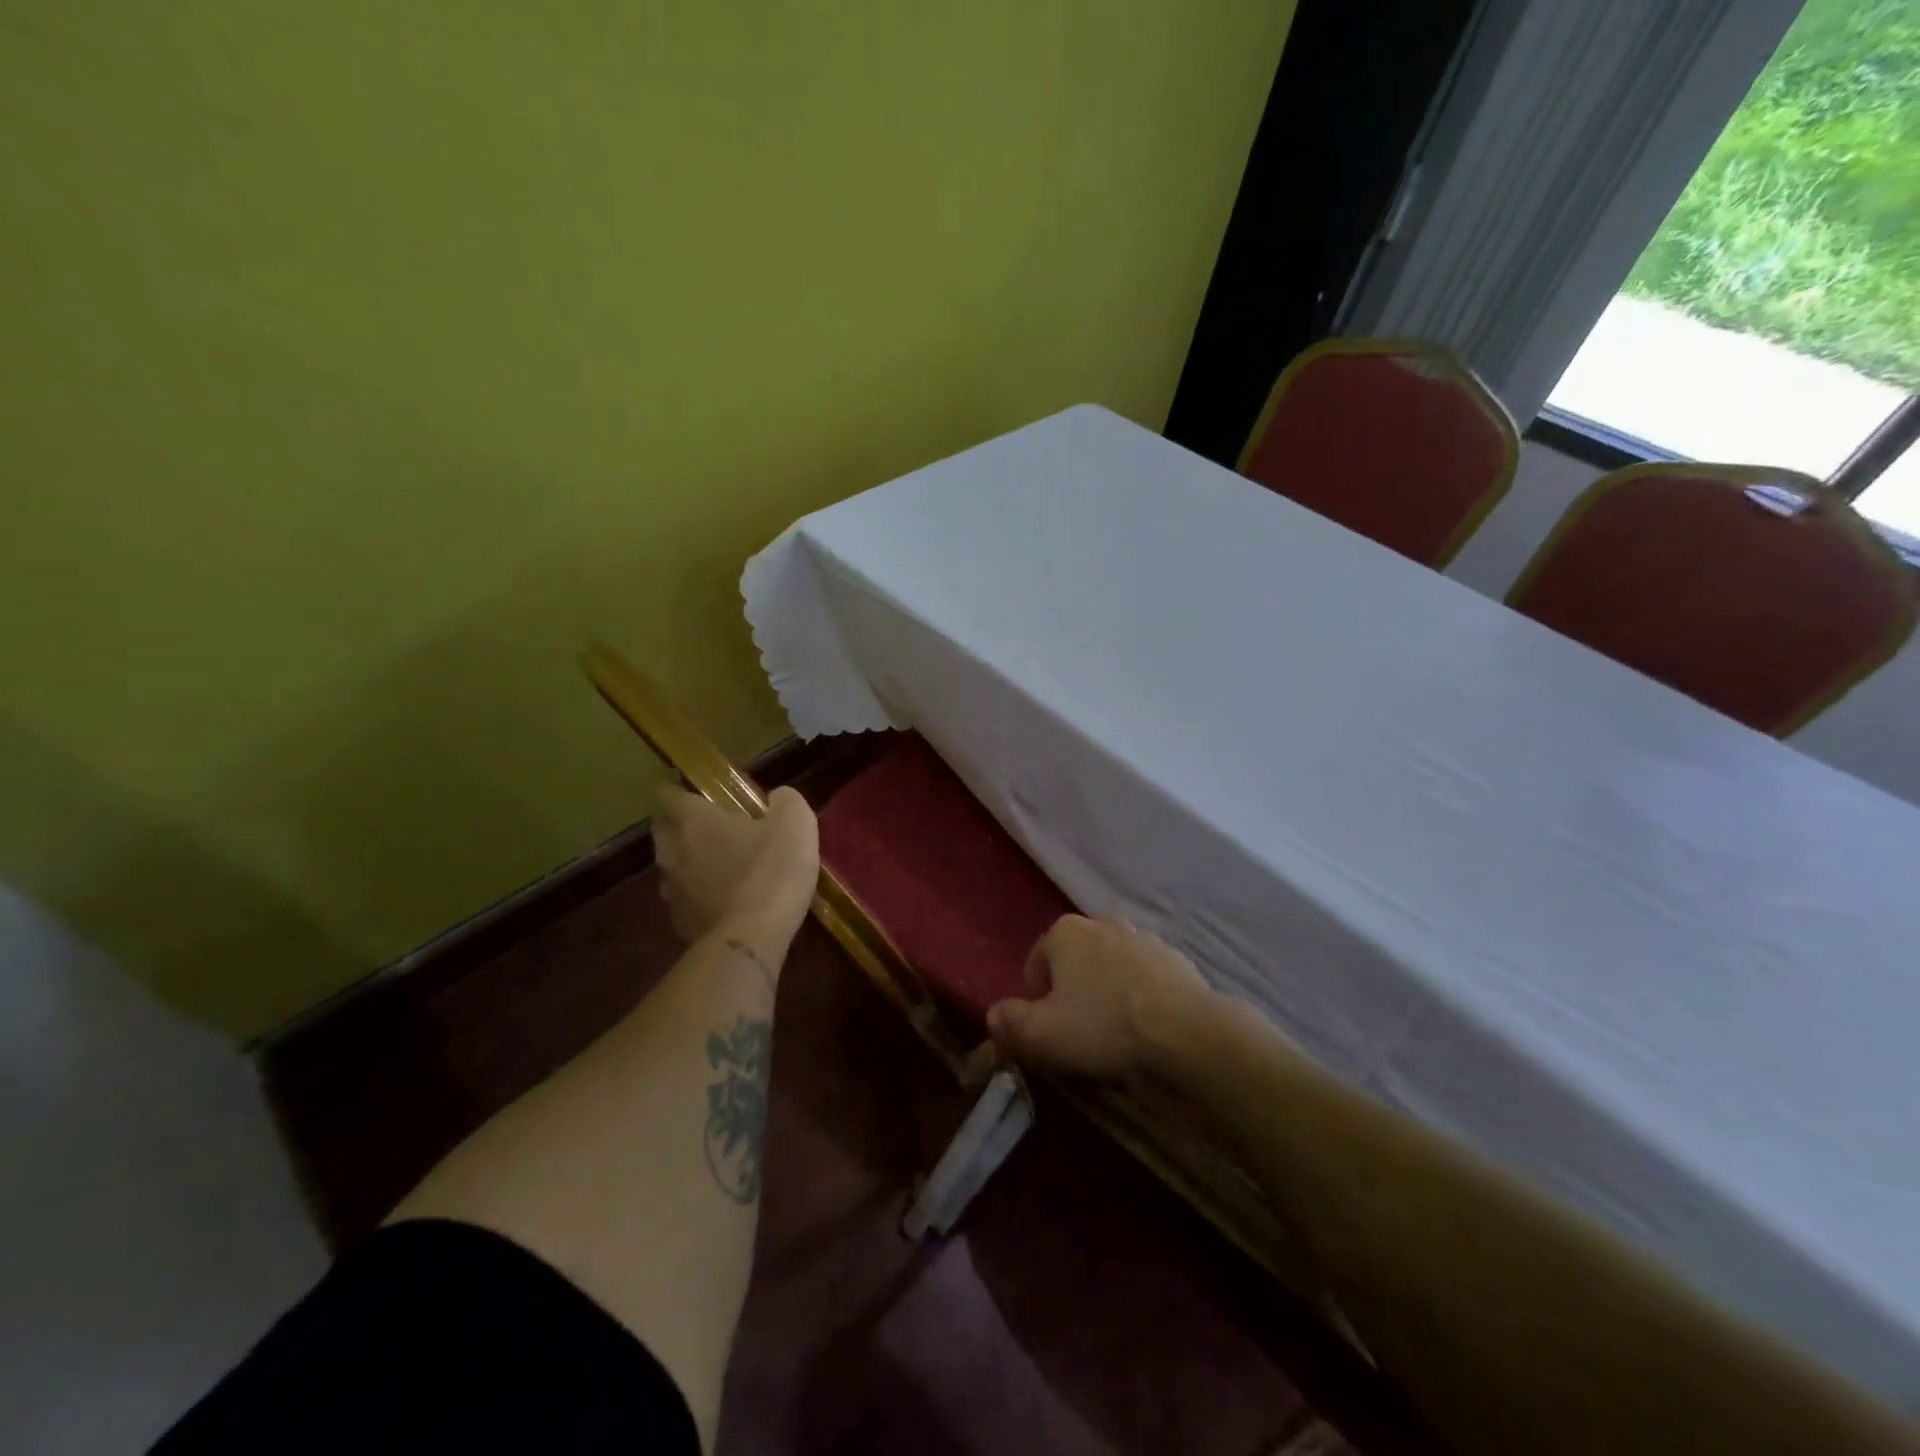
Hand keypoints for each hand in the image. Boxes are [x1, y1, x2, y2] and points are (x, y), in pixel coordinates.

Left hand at [654, 785, 818, 947]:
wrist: (753, 938)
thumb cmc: (772, 870)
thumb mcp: (796, 822)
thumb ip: (785, 801)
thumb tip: (777, 798)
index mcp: (694, 821)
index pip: (666, 795)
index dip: (676, 790)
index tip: (691, 790)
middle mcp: (673, 852)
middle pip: (662, 830)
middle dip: (678, 824)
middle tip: (707, 825)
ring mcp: (672, 891)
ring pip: (671, 867)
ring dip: (687, 862)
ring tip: (716, 866)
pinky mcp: (679, 924)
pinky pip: (685, 900)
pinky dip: (698, 896)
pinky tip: (722, 902)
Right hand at [986, 916, 1212, 1081]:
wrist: (1187, 1034)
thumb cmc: (1103, 1028)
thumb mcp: (1041, 1035)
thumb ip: (1009, 1022)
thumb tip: (994, 1016)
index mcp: (1065, 931)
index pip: (1036, 964)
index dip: (1036, 1001)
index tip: (1048, 1032)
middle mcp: (1103, 923)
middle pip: (1075, 963)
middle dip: (1073, 994)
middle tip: (1080, 1036)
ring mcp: (1144, 939)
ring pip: (1112, 971)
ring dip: (1108, 996)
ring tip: (1115, 1037)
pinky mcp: (1177, 961)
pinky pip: (1146, 982)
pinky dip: (1142, 1000)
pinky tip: (1147, 1032)